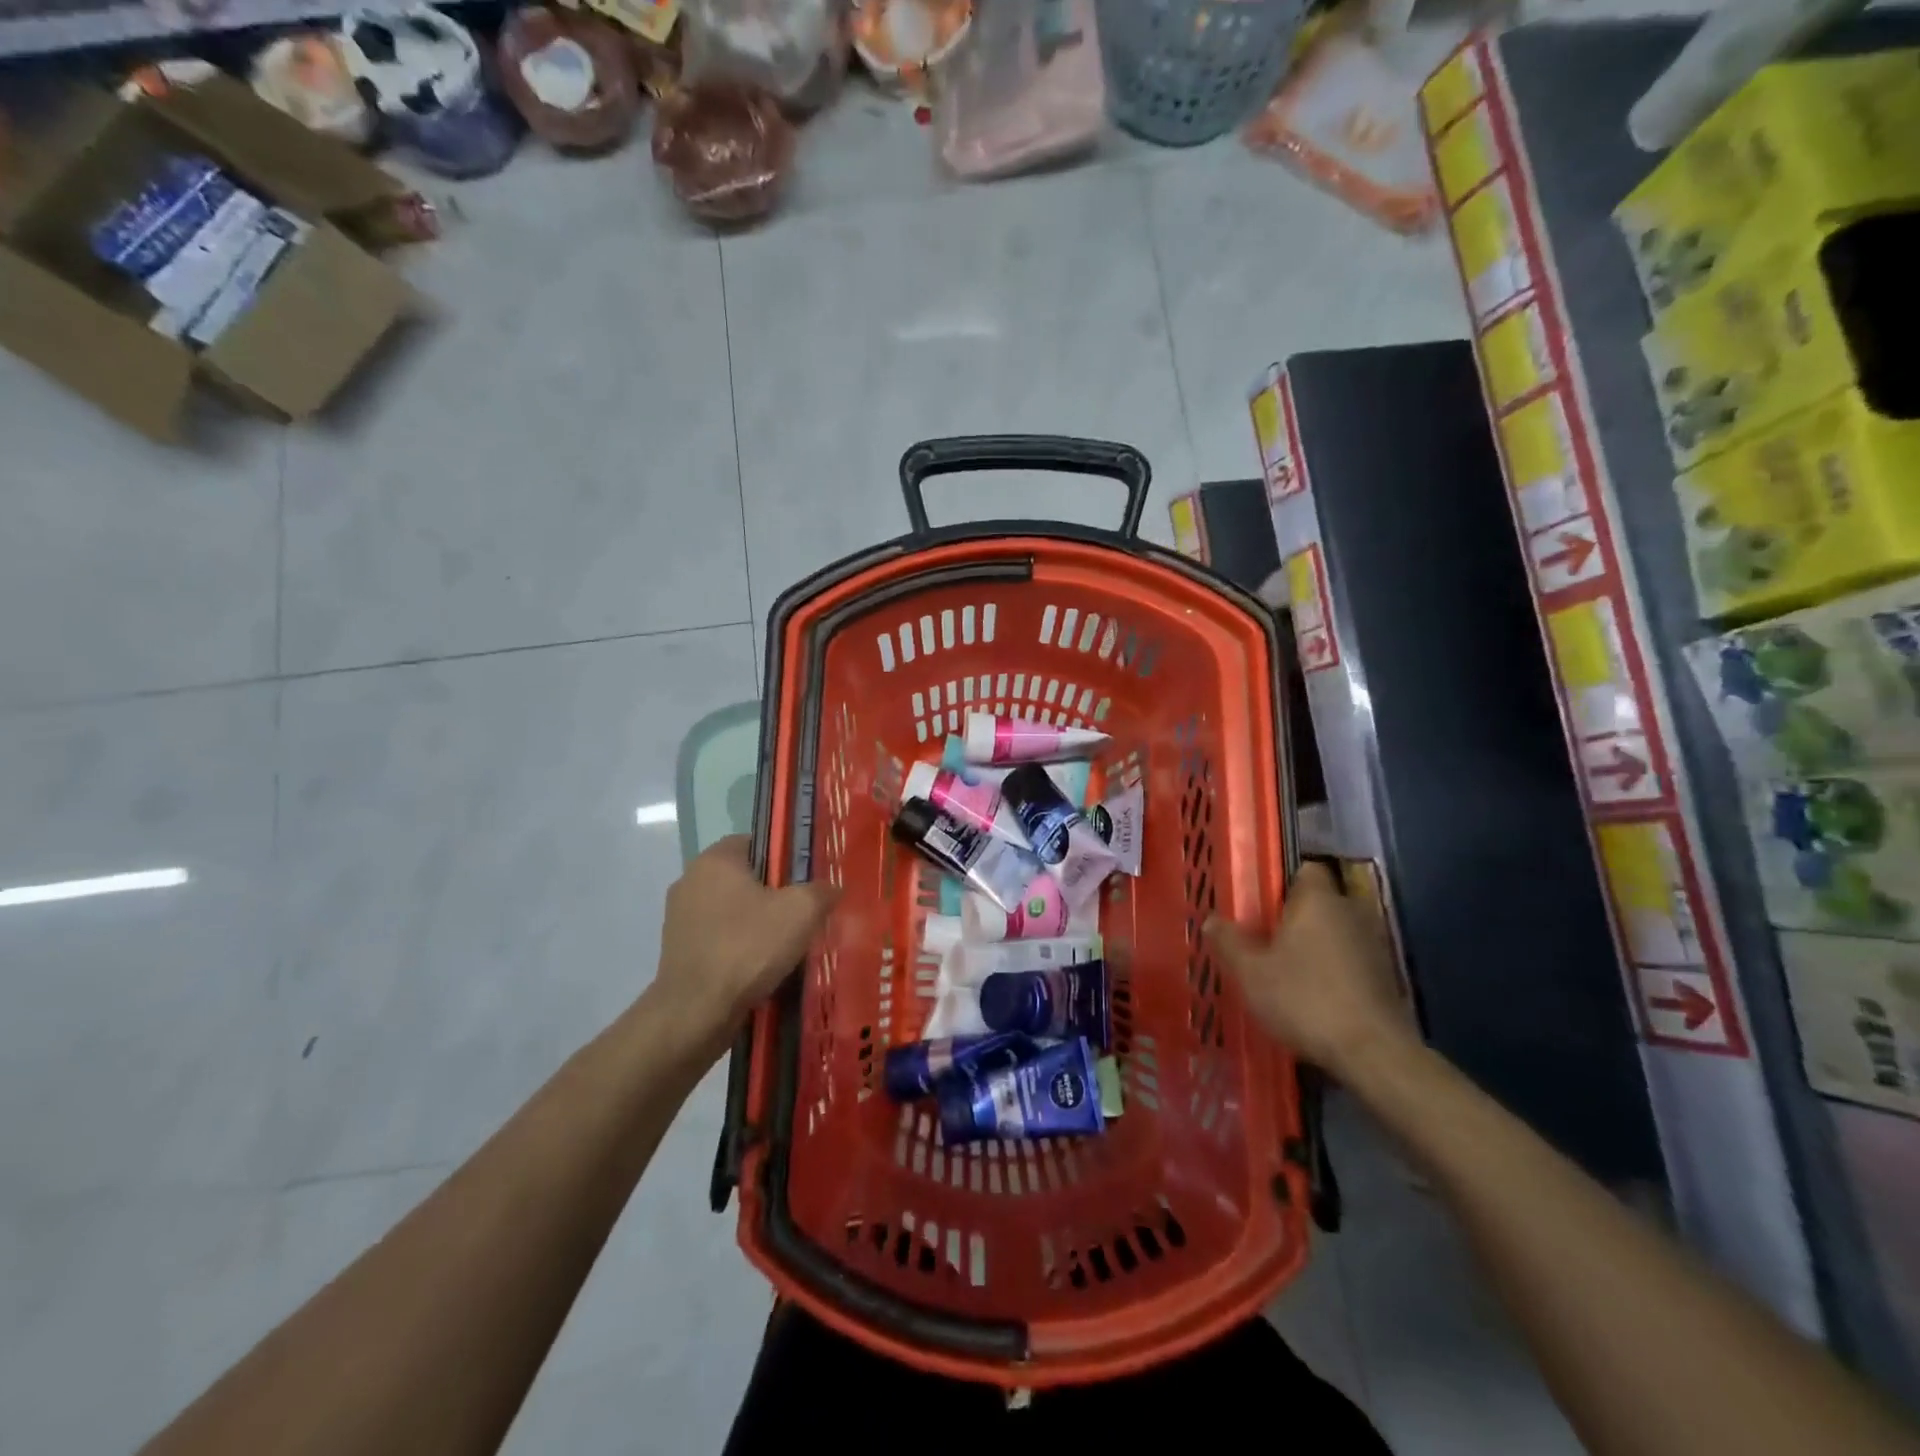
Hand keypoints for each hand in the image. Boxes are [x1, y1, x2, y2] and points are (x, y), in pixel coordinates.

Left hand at [649, 836, 838, 1051]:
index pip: (757, 842)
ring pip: (732, 910)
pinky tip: (761, 968)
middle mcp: (691, 880)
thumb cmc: (748, 948)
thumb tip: (831, 888)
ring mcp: (680, 918)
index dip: (786, 859)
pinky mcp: (677, 951)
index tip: (807, 882)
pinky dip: (739, 948)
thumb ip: (821, 891)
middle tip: (804, 915)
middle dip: (774, 895)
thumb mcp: (801, 912)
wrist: (695, 1013)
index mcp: (716, 859)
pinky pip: (719, 938)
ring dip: (757, 924)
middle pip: (745, 878)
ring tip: (787, 946)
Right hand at [1206, 860, 1414, 1076]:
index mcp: (1318, 900)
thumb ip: (1229, 942)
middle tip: (1262, 939)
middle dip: (1293, 918)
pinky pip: (1349, 961)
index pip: (1304, 870)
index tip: (1258, 903)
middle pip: (1318, 903)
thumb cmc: (1305, 999)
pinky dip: (1331, 971)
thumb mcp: (1251, 973)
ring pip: (1334, 933)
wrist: (1373, 1053)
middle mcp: (1350, 912)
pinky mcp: (1385, 977)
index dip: (1281, 882)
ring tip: (1283, 971)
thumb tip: (1211, 920)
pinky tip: (1311, 996)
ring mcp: (1373, 945)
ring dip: (1313, 946)